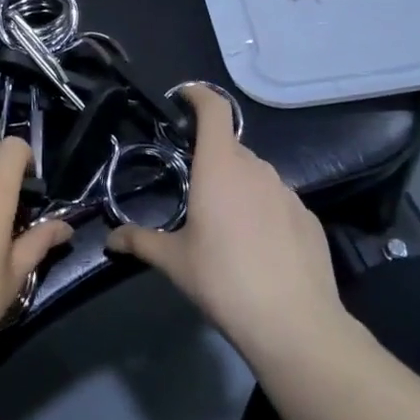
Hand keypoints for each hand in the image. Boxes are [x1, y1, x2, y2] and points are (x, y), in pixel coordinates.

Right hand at [106, 85, 343, 361]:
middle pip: (231, 148)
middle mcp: (256, 170)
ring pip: (256, 176)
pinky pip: (278, 202)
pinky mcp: (309, 218)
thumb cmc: (223, 281)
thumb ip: (141, 242)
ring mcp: (288, 193)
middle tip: (195, 190)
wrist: (294, 323)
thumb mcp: (174, 262)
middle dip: (212, 159)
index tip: (184, 97)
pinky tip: (259, 248)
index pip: (214, 110)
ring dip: (238, 187)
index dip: (199, 96)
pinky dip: (264, 211)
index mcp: (220, 168)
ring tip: (226, 226)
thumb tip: (110, 239)